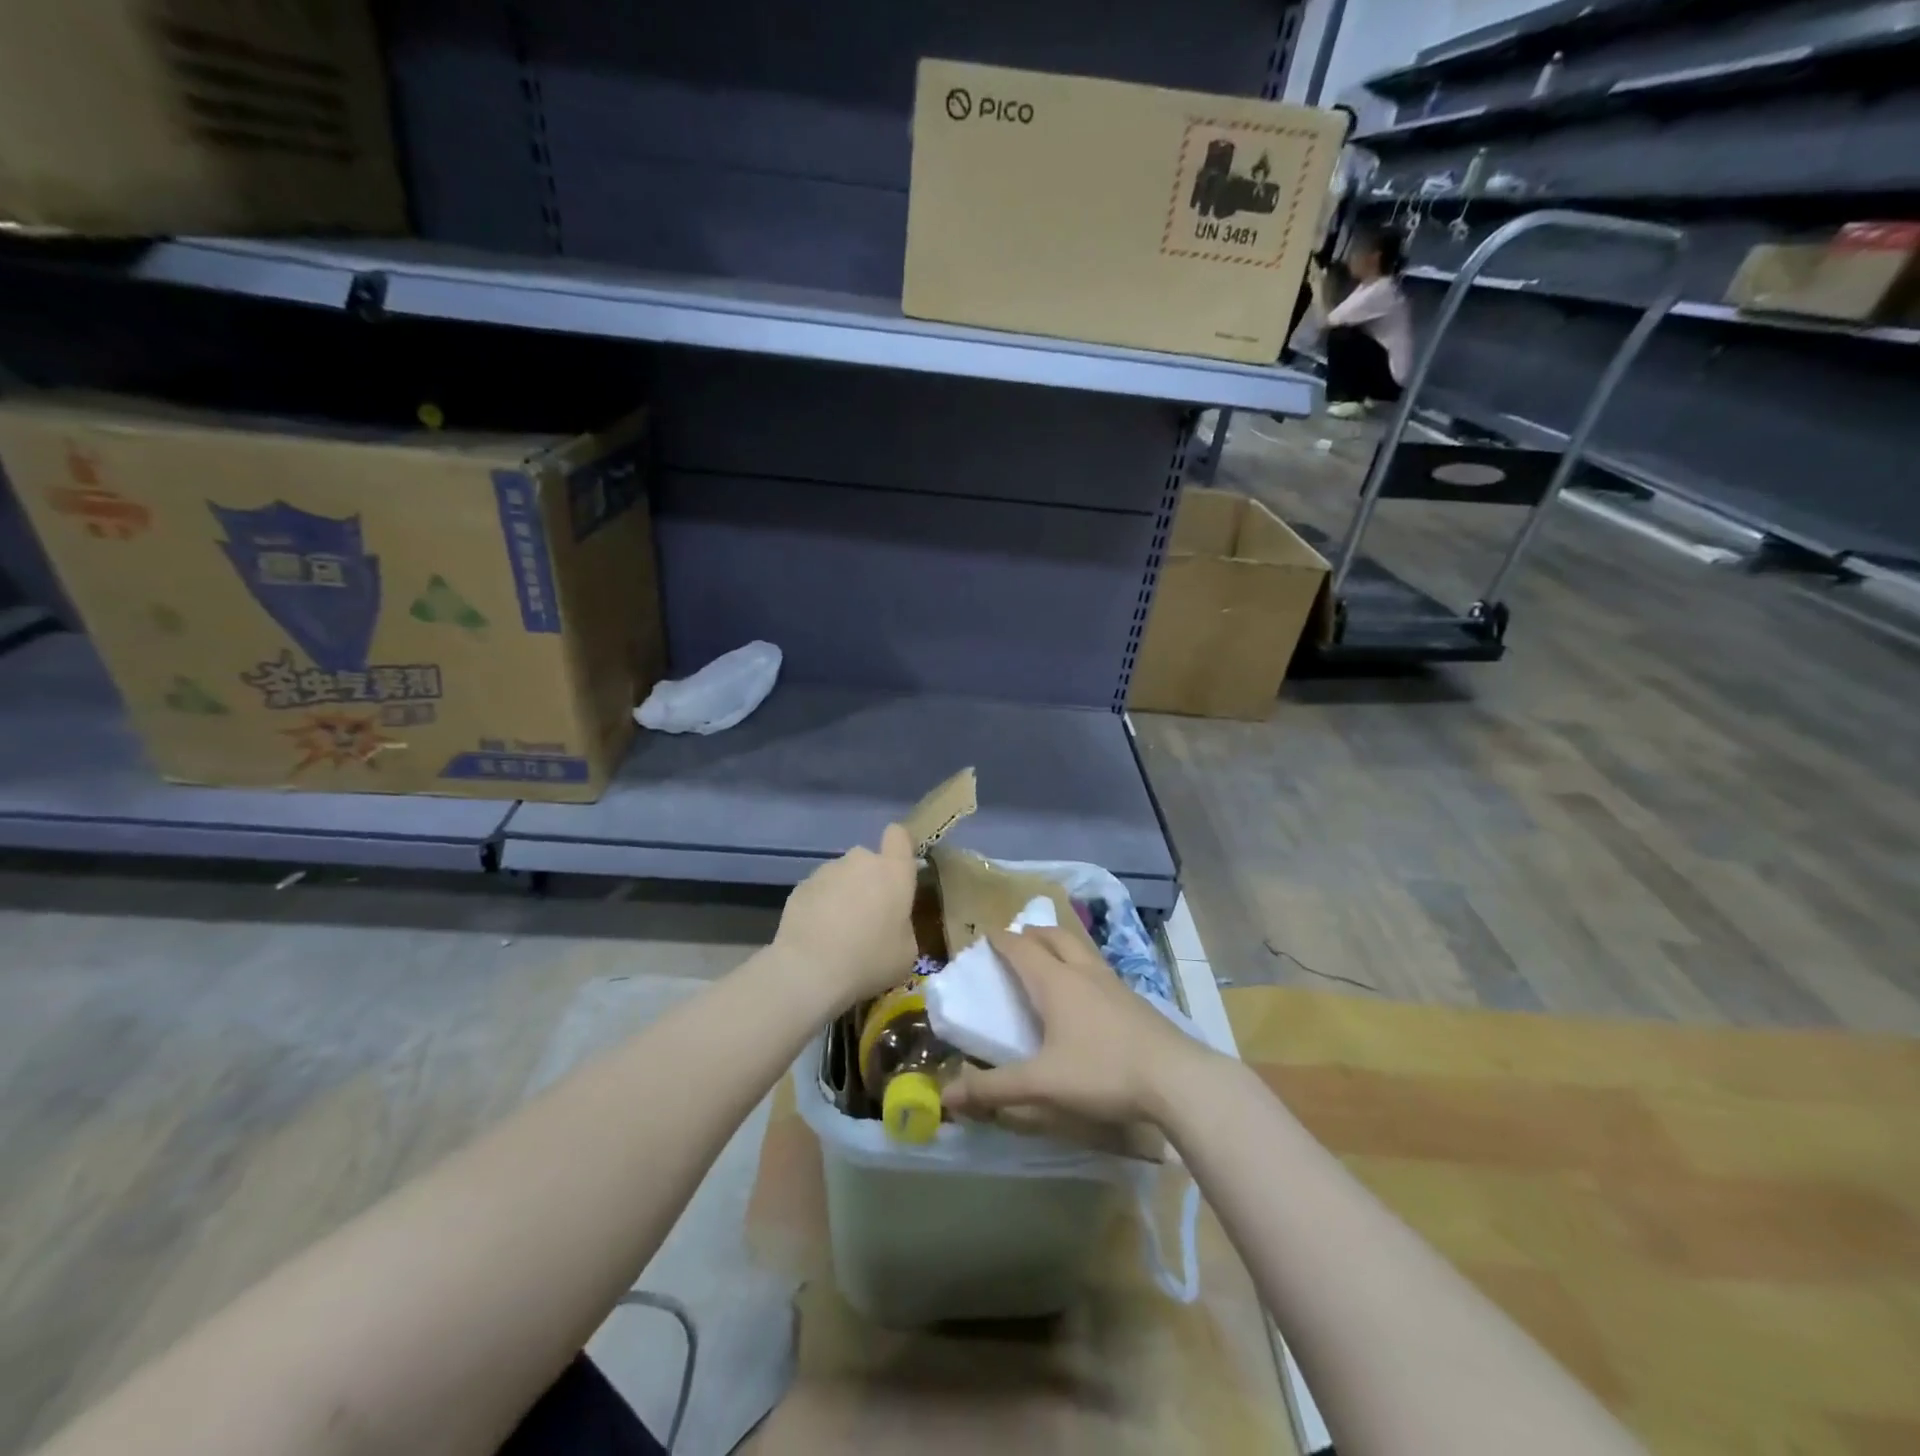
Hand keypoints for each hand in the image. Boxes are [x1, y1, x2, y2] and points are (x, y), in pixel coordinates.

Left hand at [773, 823, 918, 1005]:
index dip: (899, 848)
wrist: (810, 970)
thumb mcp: (906, 952)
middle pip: (868, 860)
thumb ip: (904, 925)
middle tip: (868, 916)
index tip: (899, 870)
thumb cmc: (870, 960)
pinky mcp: (800, 887)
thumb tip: (892, 923)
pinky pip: (818, 891)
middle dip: (869, 881)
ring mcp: (826, 871)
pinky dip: (820, 907)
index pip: (899, 835)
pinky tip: (817, 935)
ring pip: (842, 876)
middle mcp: (860, 861)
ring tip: (838, 931)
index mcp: (893, 871)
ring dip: (844, 894)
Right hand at [942, 925, 1214, 1127]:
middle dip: (1032, 934)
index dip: (1001, 940)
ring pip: (1081, 949)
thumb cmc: (1103, 1072)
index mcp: (1056, 982)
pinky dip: (1082, 966)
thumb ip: (995, 1089)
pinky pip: (1099, 969)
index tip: (985, 936)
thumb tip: (948, 1095)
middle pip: (1055, 937)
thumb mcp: (1043, 1085)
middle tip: (1017, 941)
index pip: (1022, 948)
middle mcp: (1084, 972)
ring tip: (1050, 959)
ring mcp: (1114, 983)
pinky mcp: (1134, 1000)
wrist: (1177, 1078)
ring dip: (1060, 945)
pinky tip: (1087, 993)